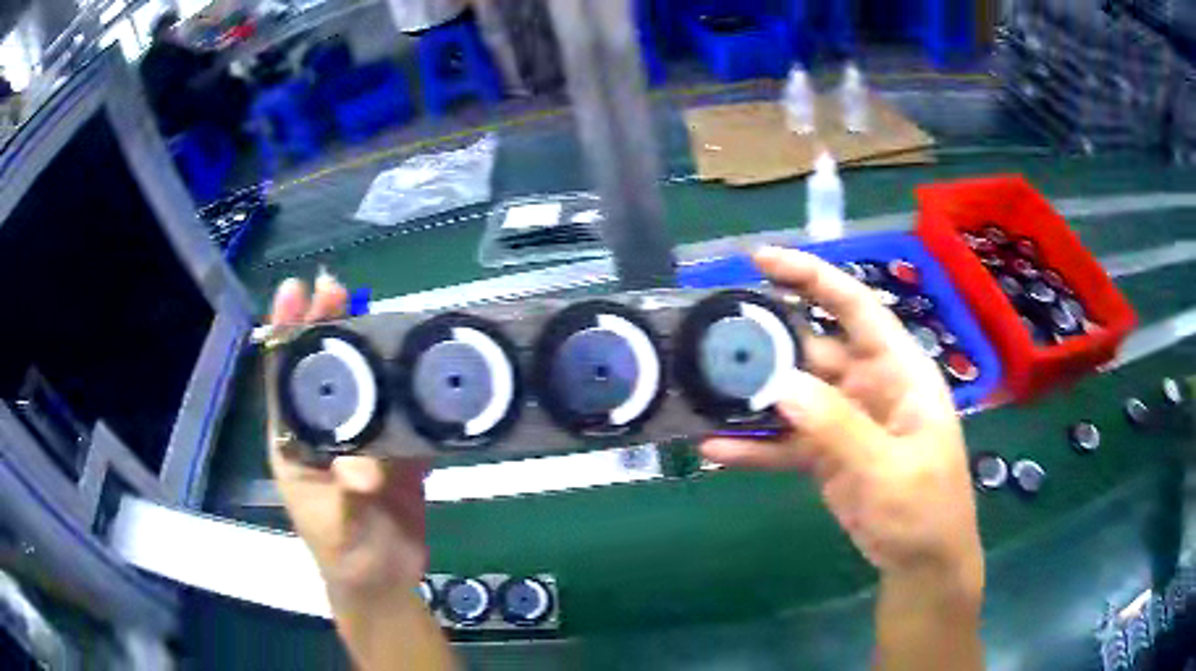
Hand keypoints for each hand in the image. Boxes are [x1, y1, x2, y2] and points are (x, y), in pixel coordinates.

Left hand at [268, 272, 430, 596]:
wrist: (386, 581)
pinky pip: (400, 411)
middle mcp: (325, 431)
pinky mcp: (395, 450)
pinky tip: (416, 358)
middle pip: (322, 368)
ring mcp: (361, 438)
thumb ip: (348, 491)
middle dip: (325, 326)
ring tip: (377, 308)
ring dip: (367, 346)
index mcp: (295, 443)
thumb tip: (364, 462)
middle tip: (336, 287)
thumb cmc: (346, 553)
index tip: (293, 292)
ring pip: (361, 382)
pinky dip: (407, 385)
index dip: (286, 333)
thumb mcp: (339, 524)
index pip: (284, 378)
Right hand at [701, 247, 982, 592]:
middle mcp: (869, 384)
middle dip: (767, 339)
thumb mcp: (889, 469)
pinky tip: (716, 449)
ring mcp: (844, 420)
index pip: (856, 306)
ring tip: (703, 390)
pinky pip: (785, 441)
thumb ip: (838, 426)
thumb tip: (781, 385)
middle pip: (812, 347)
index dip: (812, 276)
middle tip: (712, 335)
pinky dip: (755, 445)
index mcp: (898, 370)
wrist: (920, 562)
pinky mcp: (825, 454)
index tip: (761, 260)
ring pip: (792, 394)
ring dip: (753, 395)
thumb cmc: (925, 508)